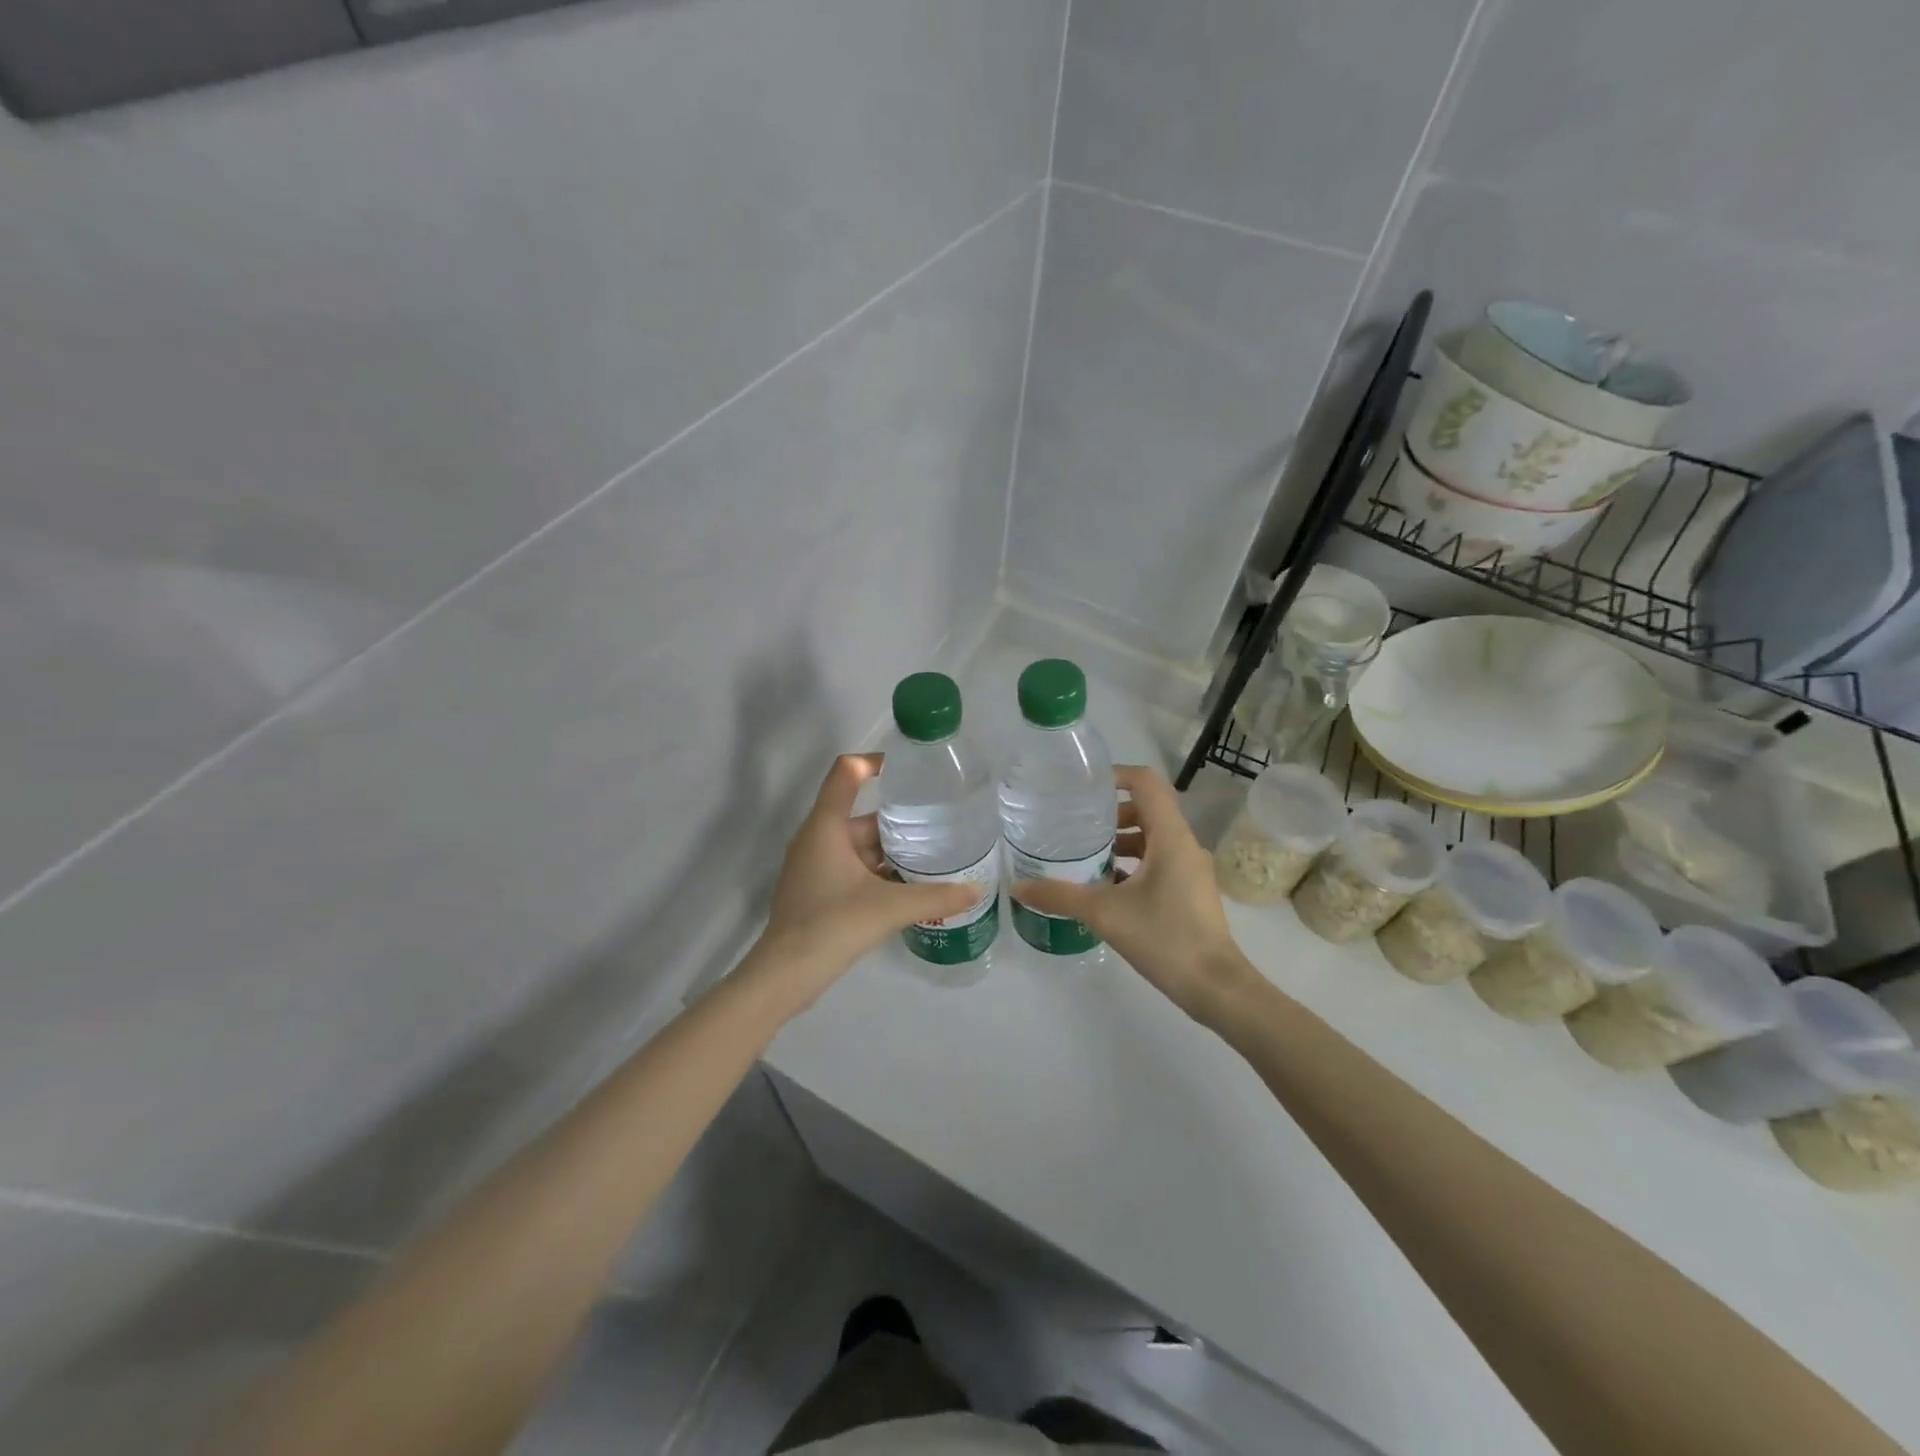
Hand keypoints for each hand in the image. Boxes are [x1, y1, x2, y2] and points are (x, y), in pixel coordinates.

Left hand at [749, 754, 978, 1015]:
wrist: (784, 976)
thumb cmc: (831, 925)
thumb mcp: (888, 907)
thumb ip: (935, 896)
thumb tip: (977, 889)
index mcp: (826, 827)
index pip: (847, 772)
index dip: (876, 762)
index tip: (911, 771)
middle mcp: (818, 839)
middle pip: (862, 815)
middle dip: (901, 819)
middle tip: (941, 822)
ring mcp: (816, 866)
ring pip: (861, 845)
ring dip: (893, 849)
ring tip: (935, 853)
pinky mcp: (819, 890)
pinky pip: (854, 868)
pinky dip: (880, 871)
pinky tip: (910, 885)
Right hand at [1010, 765, 1253, 1025]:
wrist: (1215, 988)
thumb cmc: (1165, 938)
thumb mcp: (1104, 913)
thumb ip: (1059, 896)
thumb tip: (1018, 887)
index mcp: (1170, 836)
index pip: (1146, 782)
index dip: (1114, 775)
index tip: (1082, 787)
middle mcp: (1184, 844)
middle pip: (1146, 809)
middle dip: (1110, 813)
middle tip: (1075, 825)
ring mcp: (1190, 869)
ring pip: (1152, 838)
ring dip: (1120, 840)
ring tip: (1084, 855)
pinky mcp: (1190, 891)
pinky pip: (1158, 862)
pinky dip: (1132, 864)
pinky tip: (1104, 886)